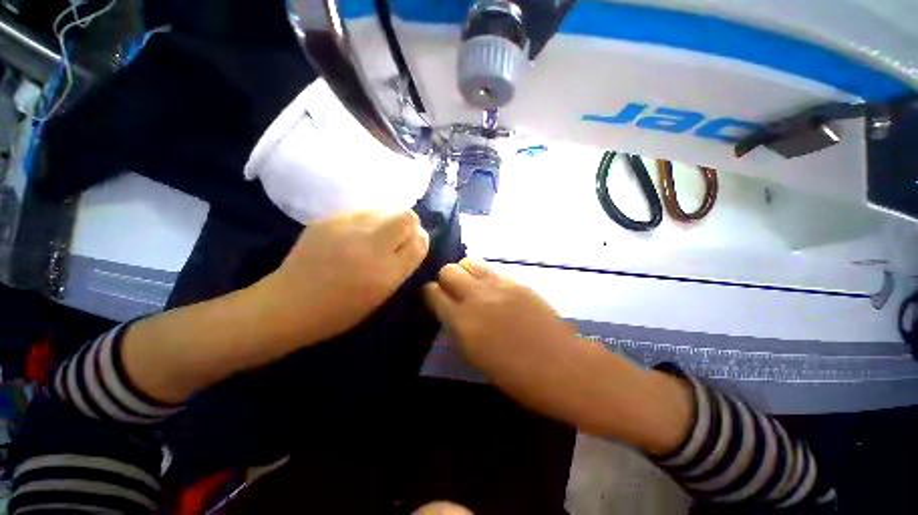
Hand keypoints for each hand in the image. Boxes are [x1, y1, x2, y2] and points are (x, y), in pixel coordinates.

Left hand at [257, 210, 429, 346]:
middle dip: (408, 224)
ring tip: (373, 236)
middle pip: (407, 216)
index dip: (420, 239)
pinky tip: (352, 236)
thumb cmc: (340, 310)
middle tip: (396, 237)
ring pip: (385, 209)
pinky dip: (366, 221)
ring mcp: (347, 229)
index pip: (419, 242)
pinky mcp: (329, 220)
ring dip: (387, 221)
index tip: (412, 244)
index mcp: (386, 273)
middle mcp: (371, 246)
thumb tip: (412, 241)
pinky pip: (361, 212)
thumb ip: (401, 266)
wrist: (289, 304)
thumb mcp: (381, 295)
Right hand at [423, 259, 691, 452]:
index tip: (433, 297)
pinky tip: (491, 288)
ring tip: (471, 285)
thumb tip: (450, 311)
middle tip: (453, 291)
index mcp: (463, 322)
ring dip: (464, 271)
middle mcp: (477, 297)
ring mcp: (498, 285)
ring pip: (469, 262)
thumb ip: (459, 328)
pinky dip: (484, 274)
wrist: (561, 365)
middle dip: (445, 278)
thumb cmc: (516, 375)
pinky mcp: (516, 281)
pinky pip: (491, 269)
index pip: (433, 293)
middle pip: (449, 270)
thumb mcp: (475, 356)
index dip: (429, 293)